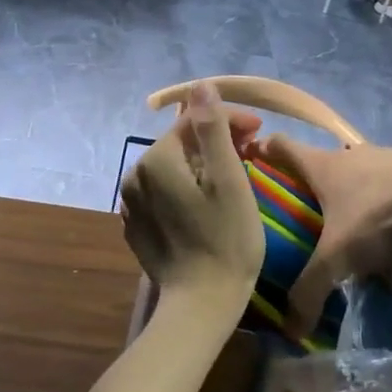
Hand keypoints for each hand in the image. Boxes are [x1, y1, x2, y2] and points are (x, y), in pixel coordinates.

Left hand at [119, 82, 264, 306]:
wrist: (201, 306)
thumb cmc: (226, 240)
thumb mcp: (228, 180)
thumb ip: (212, 128)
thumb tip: (200, 86)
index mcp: (156, 159)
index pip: (193, 120)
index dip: (228, 119)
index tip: (259, 131)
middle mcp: (135, 175)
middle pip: (181, 143)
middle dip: (216, 141)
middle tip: (251, 153)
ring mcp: (132, 203)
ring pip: (173, 167)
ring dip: (202, 164)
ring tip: (235, 175)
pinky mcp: (137, 226)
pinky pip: (164, 192)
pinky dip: (188, 187)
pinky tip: (209, 202)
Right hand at [250, 136, 391, 334]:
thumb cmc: (380, 216)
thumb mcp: (338, 258)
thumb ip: (310, 289)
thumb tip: (289, 328)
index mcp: (321, 165)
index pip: (280, 146)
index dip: (263, 152)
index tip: (252, 167)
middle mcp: (347, 154)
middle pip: (316, 163)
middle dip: (304, 185)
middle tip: (295, 216)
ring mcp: (382, 157)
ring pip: (352, 173)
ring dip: (344, 194)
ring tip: (340, 227)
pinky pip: (382, 183)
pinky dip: (375, 200)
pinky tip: (382, 227)